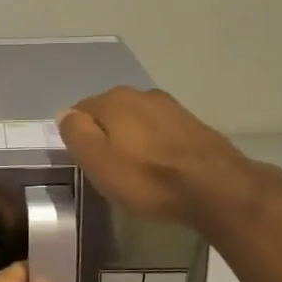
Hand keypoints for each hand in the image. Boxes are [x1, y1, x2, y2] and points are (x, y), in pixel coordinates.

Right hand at [59, 87, 272, 228]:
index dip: (78, 137)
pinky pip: (161, 132)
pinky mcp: (193, 124)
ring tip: (136, 170)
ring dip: (132, 140)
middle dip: (106, 135)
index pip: (79, 110)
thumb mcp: (97, 161)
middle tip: (108, 168)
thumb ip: (76, 133)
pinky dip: (155, 145)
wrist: (216, 187)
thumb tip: (65, 114)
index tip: (85, 162)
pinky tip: (161, 167)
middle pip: (110, 114)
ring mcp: (171, 107)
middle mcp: (141, 94)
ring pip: (137, 121)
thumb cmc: (147, 178)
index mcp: (113, 99)